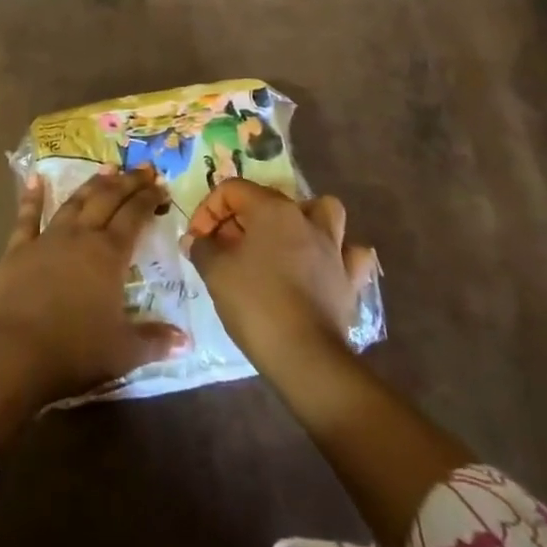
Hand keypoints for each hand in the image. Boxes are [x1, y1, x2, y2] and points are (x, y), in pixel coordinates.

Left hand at [0, 167, 187, 409]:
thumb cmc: (76, 351)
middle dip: (127, 182)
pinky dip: (32, 196)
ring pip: (75, 202)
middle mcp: (82, 236)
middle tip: (143, 168)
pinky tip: (36, 178)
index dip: (148, 198)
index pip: (134, 216)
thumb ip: (155, 341)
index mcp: (110, 254)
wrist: (16, 352)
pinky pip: (28, 216)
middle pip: (108, 199)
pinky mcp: (19, 248)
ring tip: (107, 168)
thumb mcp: (123, 351)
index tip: (160, 185)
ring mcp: (48, 238)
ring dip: (92, 183)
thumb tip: (186, 341)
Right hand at [186, 181, 376, 381]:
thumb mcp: (216, 272)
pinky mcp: (349, 279)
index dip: (208, 210)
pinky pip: (350, 254)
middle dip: (242, 218)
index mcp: (272, 209)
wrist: (305, 356)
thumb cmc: (256, 304)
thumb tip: (196, 240)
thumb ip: (203, 248)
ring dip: (302, 220)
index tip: (198, 240)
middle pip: (270, 200)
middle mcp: (306, 219)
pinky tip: (323, 266)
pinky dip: (338, 255)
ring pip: (323, 213)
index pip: (233, 190)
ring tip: (282, 241)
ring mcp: (333, 248)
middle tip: (225, 247)